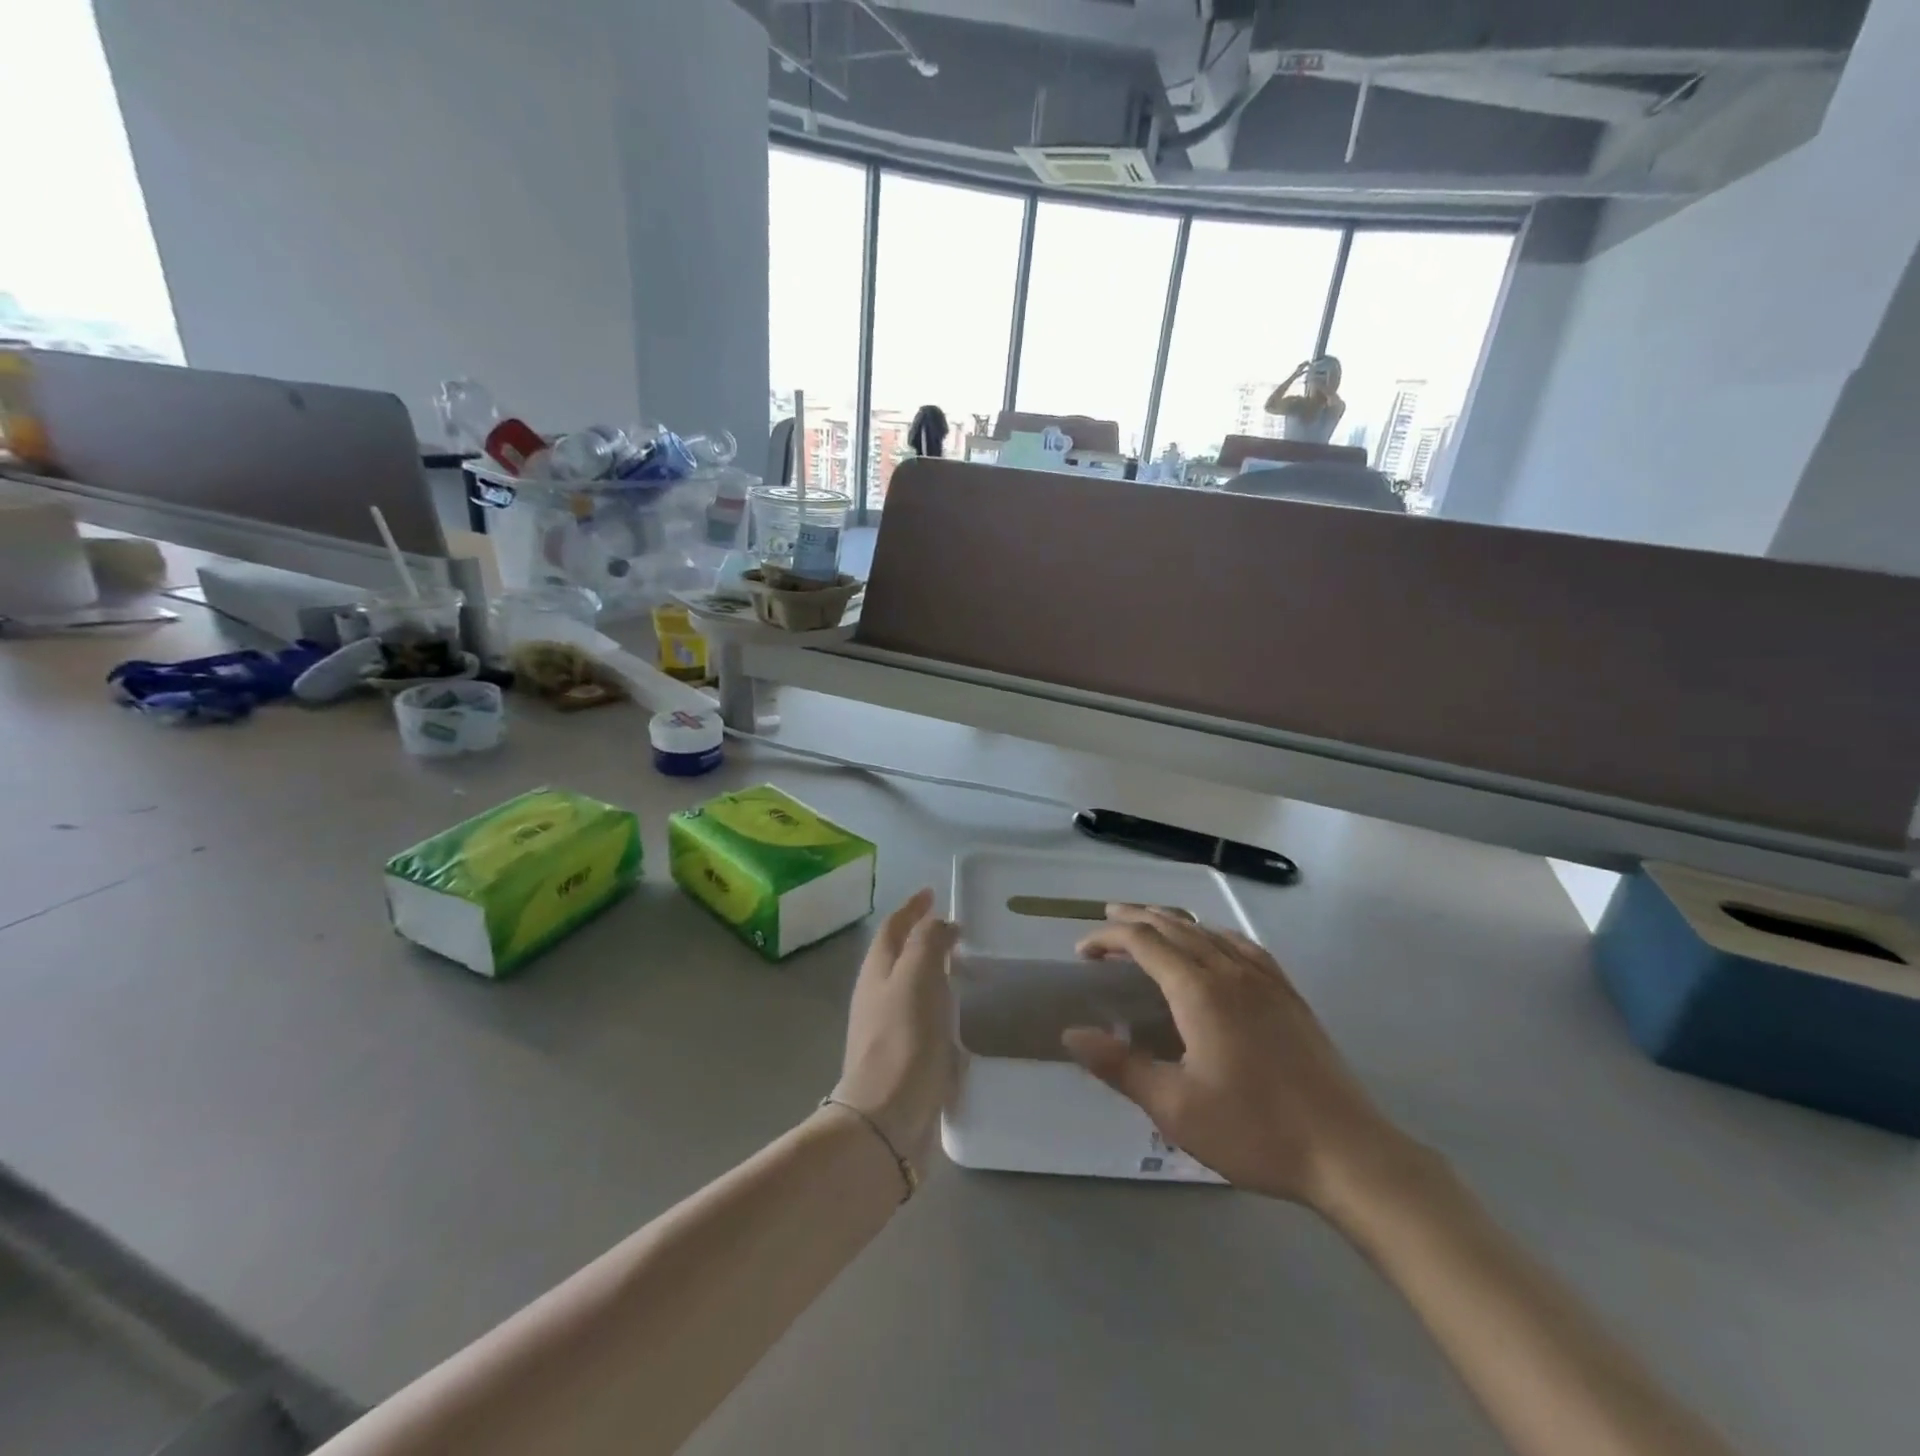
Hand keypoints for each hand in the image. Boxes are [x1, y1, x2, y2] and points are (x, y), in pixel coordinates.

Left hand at [831, 889, 958, 1163]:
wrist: (888, 1117)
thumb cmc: (904, 1037)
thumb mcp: (919, 975)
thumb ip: (929, 941)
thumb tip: (940, 923)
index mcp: (877, 970)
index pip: (893, 927)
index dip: (912, 908)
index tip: (931, 893)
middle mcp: (876, 996)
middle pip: (897, 956)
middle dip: (920, 937)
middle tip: (952, 929)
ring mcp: (886, 1030)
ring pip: (909, 988)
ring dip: (931, 972)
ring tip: (960, 967)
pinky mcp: (902, 1060)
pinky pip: (921, 1020)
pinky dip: (938, 1007)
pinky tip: (957, 1017)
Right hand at [1061, 906, 1405, 1207]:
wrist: (1347, 1152)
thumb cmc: (1254, 1130)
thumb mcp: (1175, 1108)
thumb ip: (1120, 1066)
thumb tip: (1072, 1034)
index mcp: (1199, 990)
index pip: (1143, 942)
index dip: (1108, 938)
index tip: (1082, 953)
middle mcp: (1230, 970)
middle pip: (1174, 926)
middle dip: (1135, 918)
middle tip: (1106, 922)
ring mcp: (1265, 979)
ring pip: (1208, 931)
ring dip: (1172, 922)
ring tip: (1150, 926)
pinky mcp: (1289, 995)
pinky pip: (1242, 945)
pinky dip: (1213, 934)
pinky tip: (1214, 945)